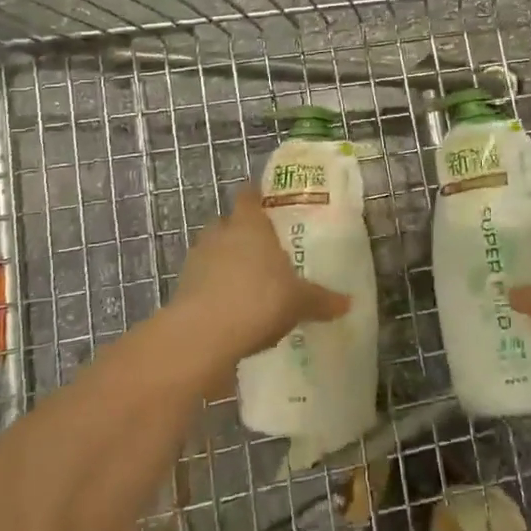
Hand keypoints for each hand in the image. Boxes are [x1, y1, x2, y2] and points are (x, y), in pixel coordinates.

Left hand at [174, 186, 350, 363]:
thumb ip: (321, 300)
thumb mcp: (298, 301)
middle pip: (229, 222)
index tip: (268, 206)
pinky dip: (213, 289)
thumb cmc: (258, 299)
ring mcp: (197, 259)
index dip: (257, 197)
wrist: (203, 335)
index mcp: (249, 223)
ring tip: (247, 283)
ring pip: (213, 250)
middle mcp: (220, 232)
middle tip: (264, 250)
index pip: (249, 195)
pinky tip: (230, 310)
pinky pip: (202, 280)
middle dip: (242, 233)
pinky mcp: (182, 287)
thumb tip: (348, 303)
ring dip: (225, 262)